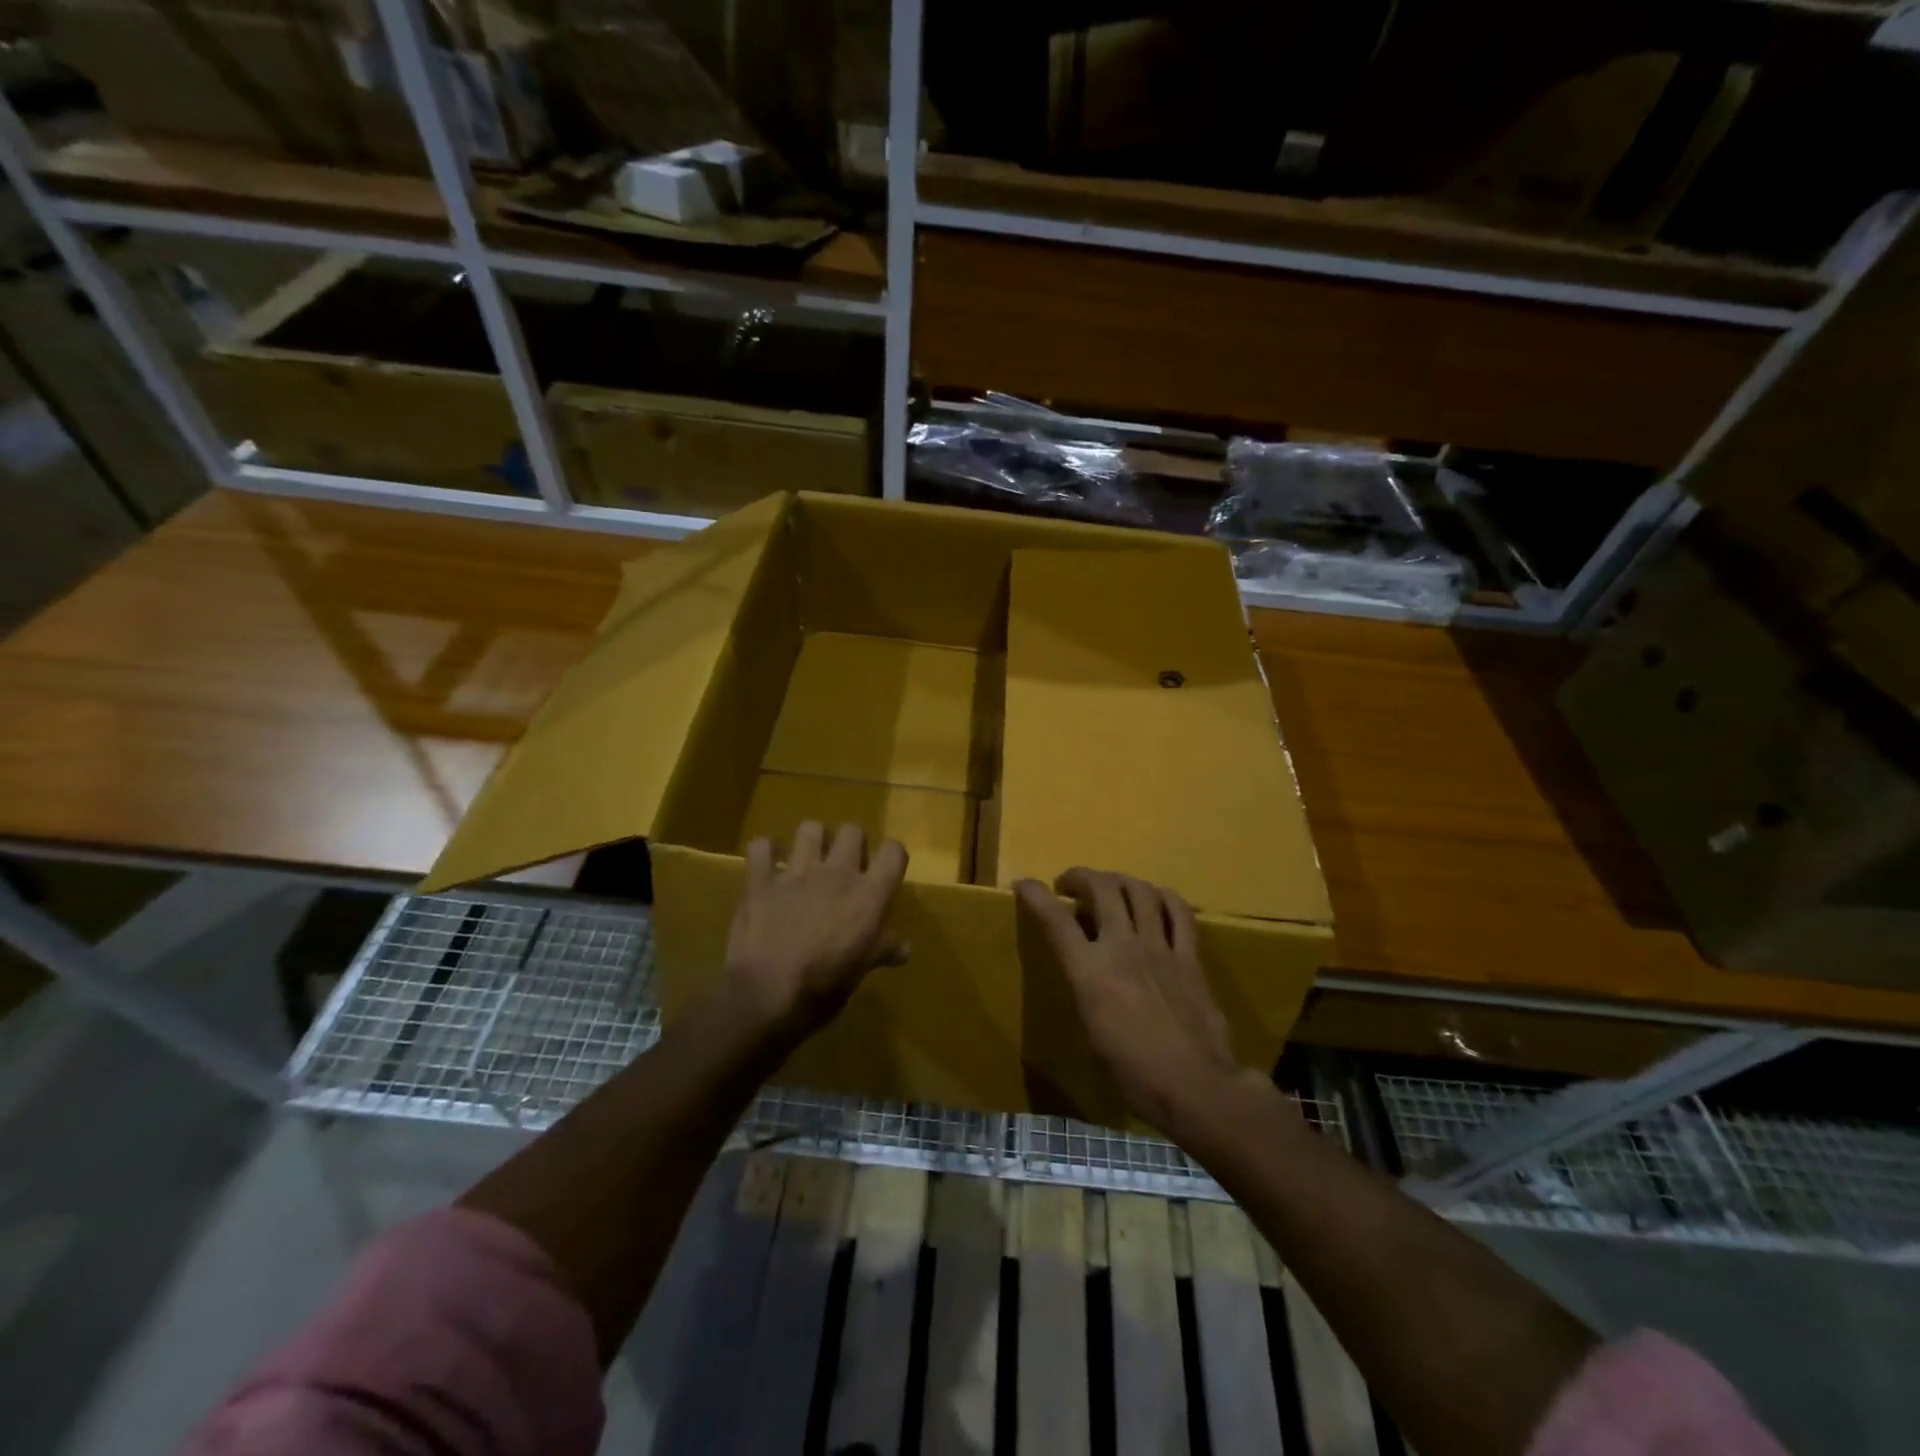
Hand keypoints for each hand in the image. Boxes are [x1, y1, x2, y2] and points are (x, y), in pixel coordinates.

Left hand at [724, 821, 909, 1043]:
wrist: (767, 995)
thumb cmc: (824, 987)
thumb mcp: (862, 971)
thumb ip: (883, 950)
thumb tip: (905, 948)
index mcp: (869, 895)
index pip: (894, 852)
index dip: (891, 856)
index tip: (884, 870)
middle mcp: (837, 873)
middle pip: (853, 831)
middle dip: (850, 844)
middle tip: (845, 867)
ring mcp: (797, 872)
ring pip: (810, 829)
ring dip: (811, 841)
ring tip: (808, 860)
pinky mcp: (761, 880)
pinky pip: (761, 846)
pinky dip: (764, 853)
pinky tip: (768, 868)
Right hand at [1016, 867, 1259, 1136]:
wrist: (1193, 1085)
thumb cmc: (1132, 1072)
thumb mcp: (1090, 1029)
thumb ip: (1085, 986)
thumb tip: (1087, 968)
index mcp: (1089, 972)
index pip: (1055, 920)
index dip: (1036, 896)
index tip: (1024, 885)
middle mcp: (1122, 947)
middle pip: (1101, 889)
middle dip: (1081, 877)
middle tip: (1071, 883)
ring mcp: (1159, 947)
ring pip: (1140, 890)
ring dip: (1120, 880)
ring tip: (1112, 886)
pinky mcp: (1190, 956)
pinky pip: (1179, 912)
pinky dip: (1164, 898)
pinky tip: (1157, 900)